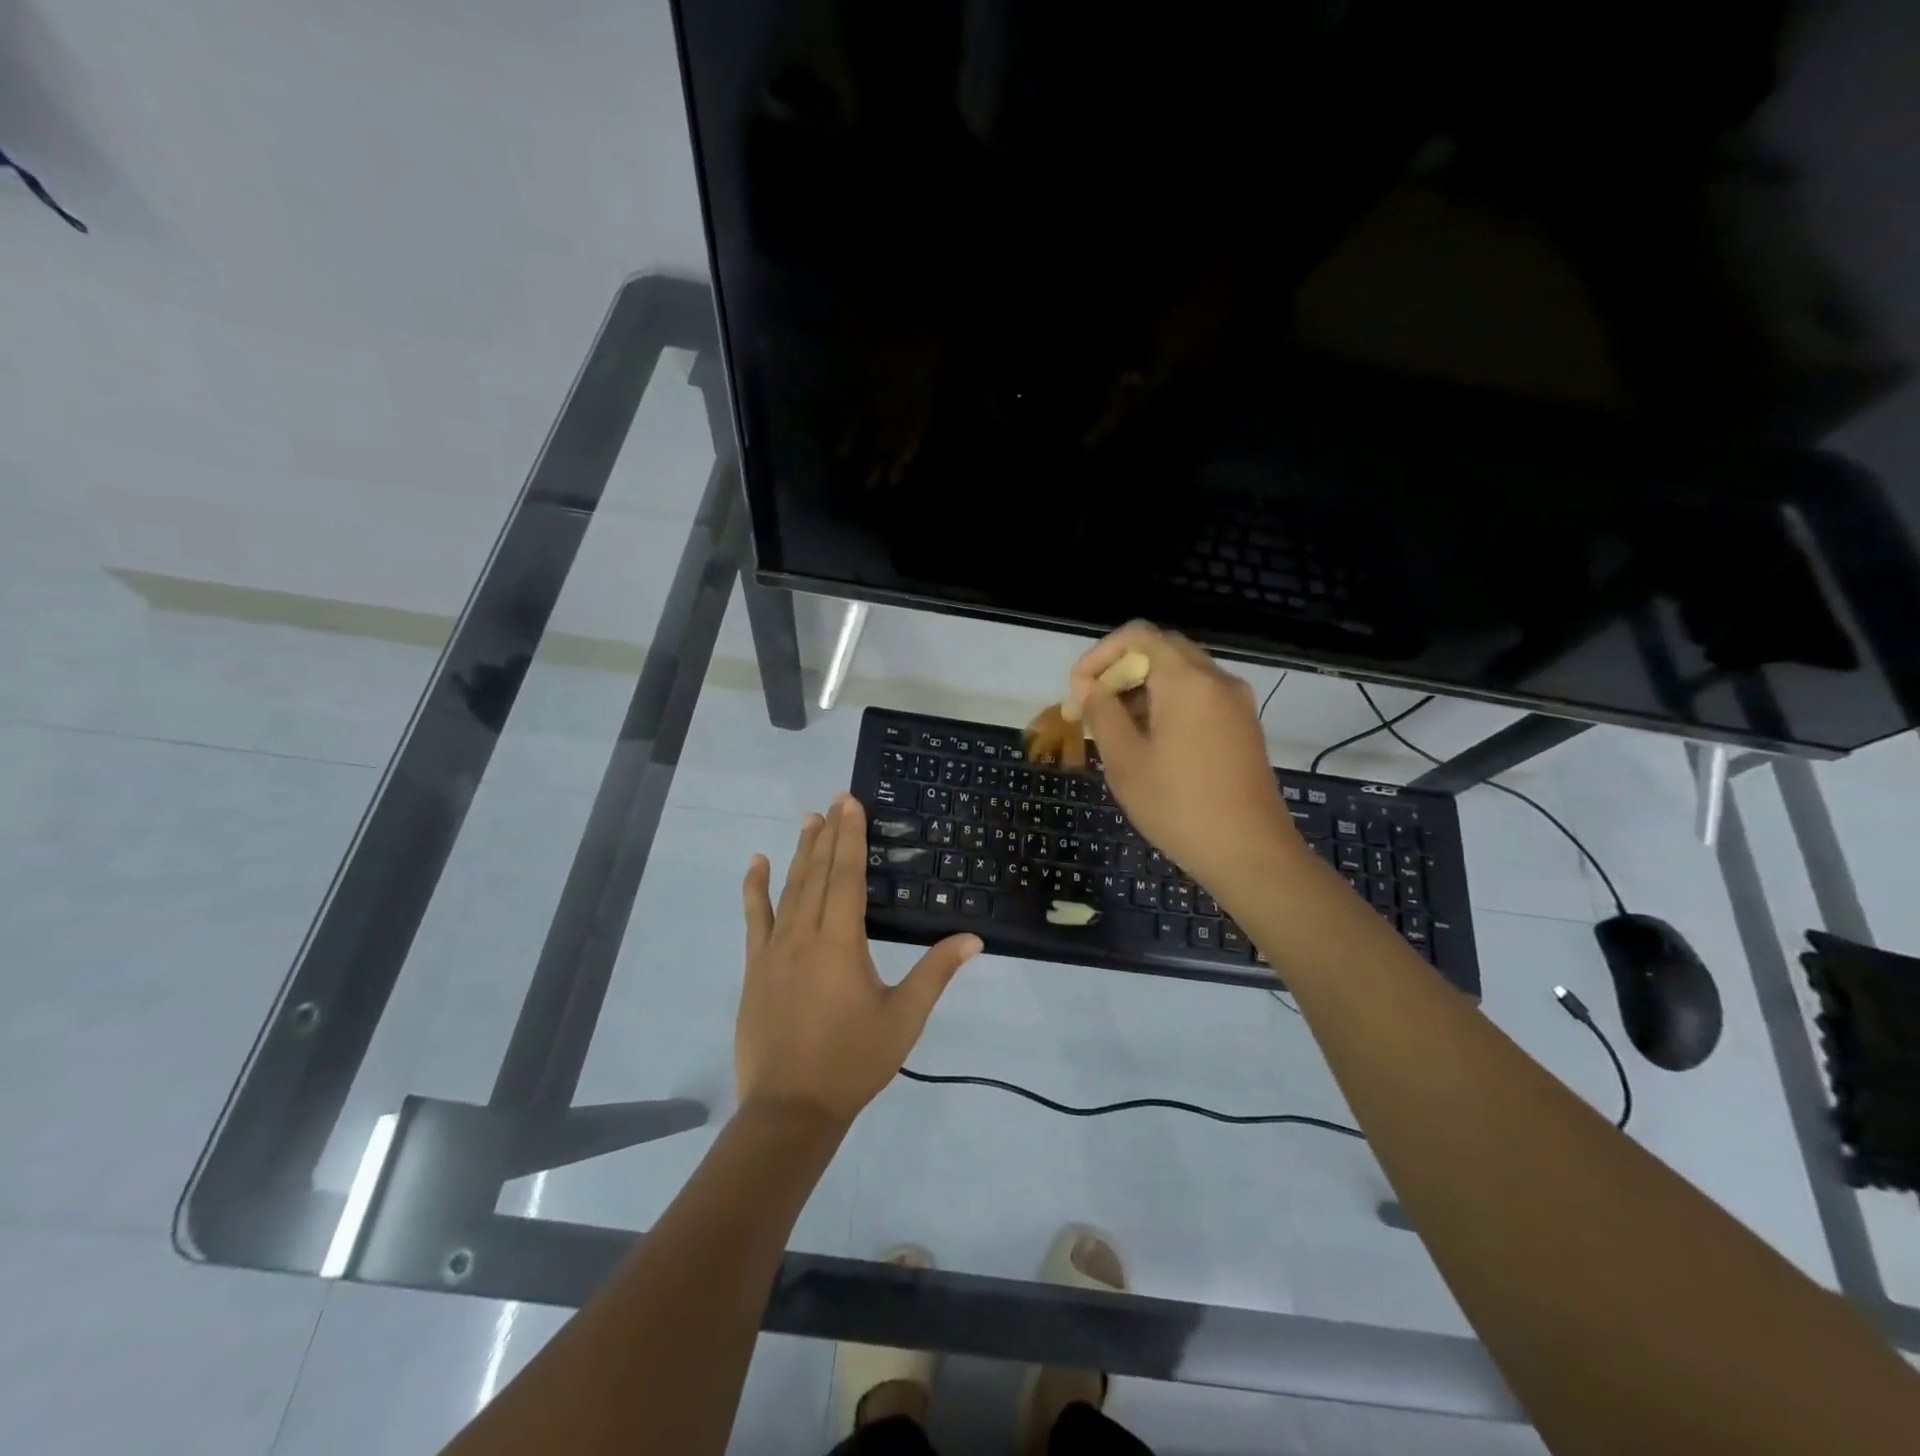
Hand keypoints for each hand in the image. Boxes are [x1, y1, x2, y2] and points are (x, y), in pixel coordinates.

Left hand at [738, 795, 981, 1129]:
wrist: (790, 1108)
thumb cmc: (853, 1061)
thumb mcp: (904, 1018)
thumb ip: (936, 973)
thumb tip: (972, 939)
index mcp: (840, 942)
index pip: (846, 875)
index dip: (850, 836)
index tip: (850, 802)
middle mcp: (803, 935)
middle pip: (816, 873)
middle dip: (828, 834)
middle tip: (835, 800)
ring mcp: (773, 950)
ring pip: (788, 888)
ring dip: (799, 852)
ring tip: (808, 820)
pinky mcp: (755, 967)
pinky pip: (754, 918)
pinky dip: (755, 888)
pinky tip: (756, 863)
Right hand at [1069, 622, 1301, 906]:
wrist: (1250, 853)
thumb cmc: (1178, 806)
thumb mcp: (1125, 760)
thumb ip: (1101, 712)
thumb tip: (1088, 686)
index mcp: (1186, 680)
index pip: (1137, 635)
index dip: (1099, 655)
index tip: (1079, 693)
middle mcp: (1216, 679)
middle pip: (1161, 649)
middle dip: (1120, 671)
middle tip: (1093, 709)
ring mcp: (1236, 702)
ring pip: (1181, 673)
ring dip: (1143, 688)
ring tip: (1115, 730)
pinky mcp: (1244, 725)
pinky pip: (1199, 695)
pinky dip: (1168, 703)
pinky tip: (1150, 742)